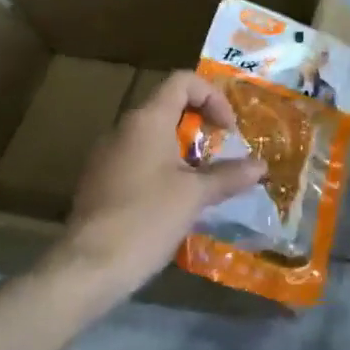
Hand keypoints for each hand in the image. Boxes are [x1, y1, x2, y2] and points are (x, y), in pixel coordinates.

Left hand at [60, 72, 266, 299]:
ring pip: (152, 135)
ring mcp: (106, 154)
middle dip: (200, 126)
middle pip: (168, 107)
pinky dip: (161, 167)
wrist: (88, 267)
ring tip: (202, 181)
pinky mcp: (98, 180)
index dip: (212, 96)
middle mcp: (124, 128)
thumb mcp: (195, 196)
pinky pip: (136, 158)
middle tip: (220, 154)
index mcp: (147, 119)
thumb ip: (229, 176)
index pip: (182, 81)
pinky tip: (173, 201)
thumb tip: (261, 166)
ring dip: (181, 150)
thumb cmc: (147, 218)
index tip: (228, 130)